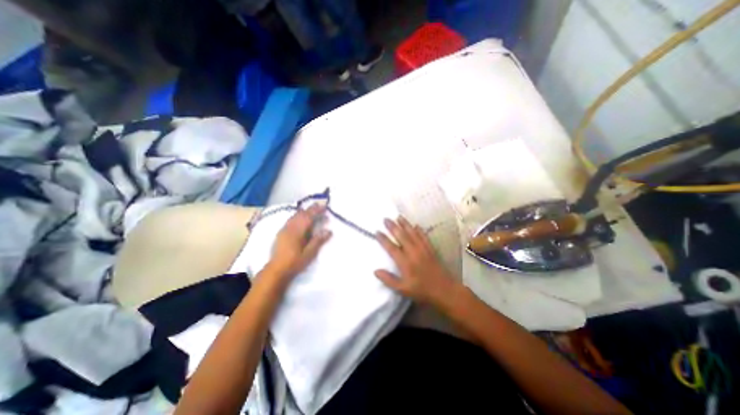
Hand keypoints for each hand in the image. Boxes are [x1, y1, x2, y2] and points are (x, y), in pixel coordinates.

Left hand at [268, 204, 329, 278]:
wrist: (276, 270)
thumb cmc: (295, 262)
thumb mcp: (310, 253)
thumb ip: (319, 240)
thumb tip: (329, 231)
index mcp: (298, 231)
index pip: (308, 216)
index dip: (317, 210)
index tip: (324, 207)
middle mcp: (290, 227)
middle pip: (301, 214)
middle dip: (311, 209)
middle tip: (321, 208)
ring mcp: (284, 229)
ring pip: (295, 216)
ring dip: (304, 212)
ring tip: (313, 213)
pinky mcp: (281, 233)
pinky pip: (291, 219)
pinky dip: (298, 216)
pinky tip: (301, 221)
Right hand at [377, 217, 457, 306]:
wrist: (445, 291)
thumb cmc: (422, 291)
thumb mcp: (403, 289)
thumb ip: (388, 280)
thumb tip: (375, 271)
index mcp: (405, 262)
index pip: (391, 248)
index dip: (383, 239)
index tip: (377, 231)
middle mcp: (413, 252)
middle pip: (401, 236)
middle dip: (392, 227)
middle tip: (385, 219)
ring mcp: (423, 249)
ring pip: (412, 233)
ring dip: (405, 224)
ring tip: (398, 216)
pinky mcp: (431, 249)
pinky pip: (424, 237)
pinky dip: (419, 230)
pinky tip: (416, 225)